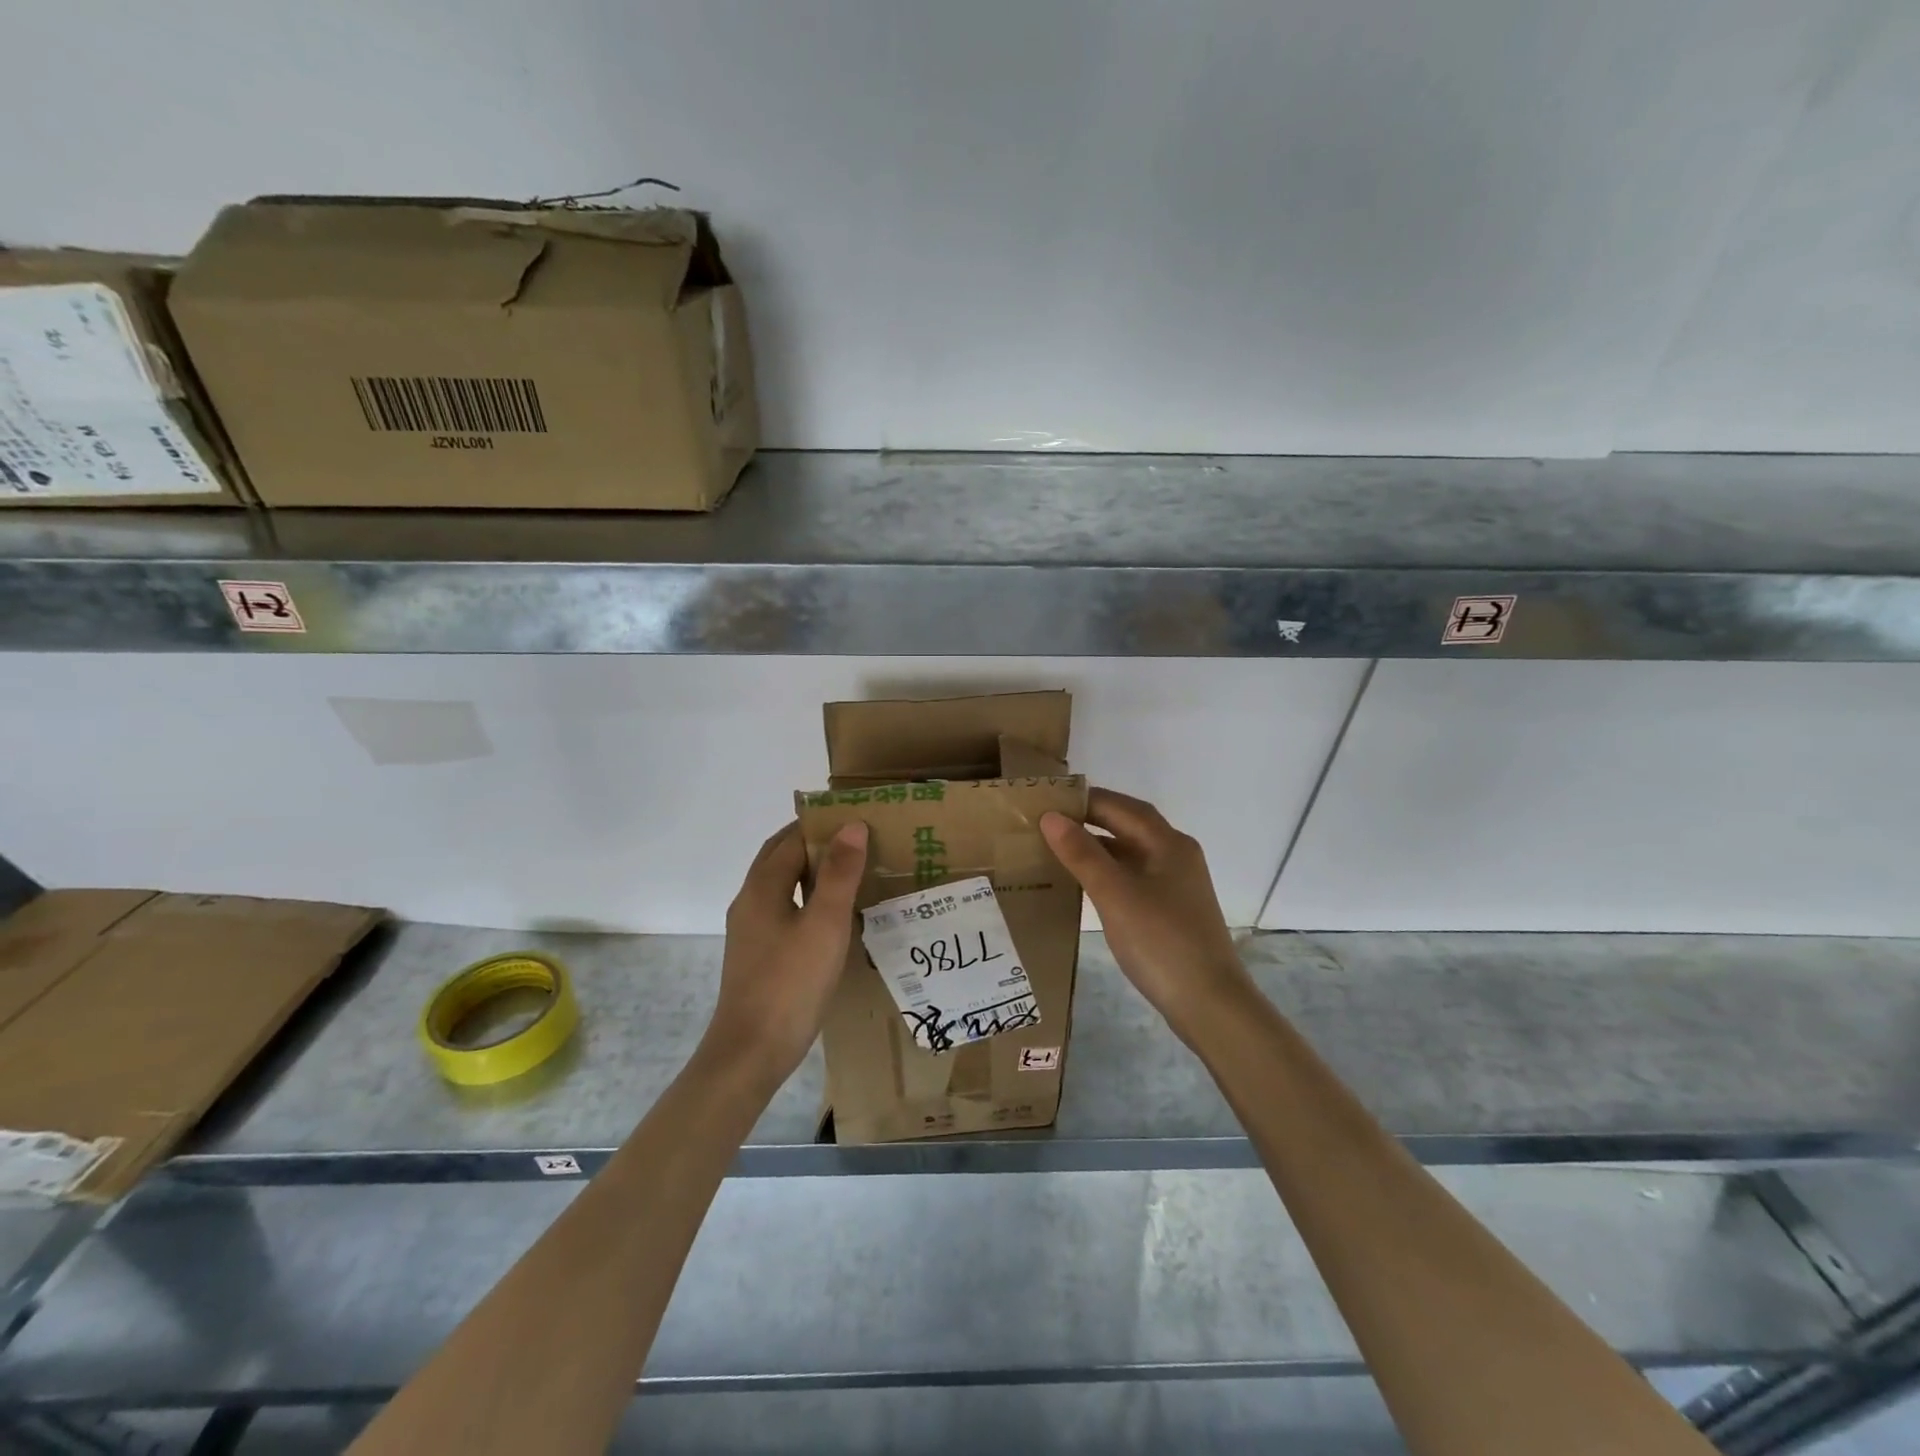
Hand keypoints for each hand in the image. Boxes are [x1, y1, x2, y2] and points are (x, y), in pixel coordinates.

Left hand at [705, 820, 868, 1085]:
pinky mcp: (758, 954)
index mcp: (762, 887)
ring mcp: (751, 930)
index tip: (858, 819)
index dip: (823, 825)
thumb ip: (839, 874)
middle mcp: (750, 901)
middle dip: (815, 843)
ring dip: (812, 872)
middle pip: (781, 858)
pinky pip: (784, 910)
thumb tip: (851, 825)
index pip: (792, 839)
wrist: (751, 1052)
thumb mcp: (825, 924)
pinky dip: (807, 899)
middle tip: (859, 841)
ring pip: (782, 885)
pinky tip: (833, 917)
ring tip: (853, 873)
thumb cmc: (791, 983)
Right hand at [1042, 789, 1252, 1043]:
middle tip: (1046, 823)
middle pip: (1128, 825)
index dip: (1083, 800)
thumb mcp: (1115, 894)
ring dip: (1097, 846)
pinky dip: (1107, 872)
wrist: (1209, 1004)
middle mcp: (1176, 855)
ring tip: (1057, 849)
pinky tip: (1084, 884)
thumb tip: (1050, 816)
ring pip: (1131, 852)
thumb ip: (1082, 854)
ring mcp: (1176, 883)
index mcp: (1168, 843)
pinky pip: (1133, 876)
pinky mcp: (1171, 909)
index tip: (1046, 801)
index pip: (1120, 806)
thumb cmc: (1161, 941)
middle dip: (1089, 820)